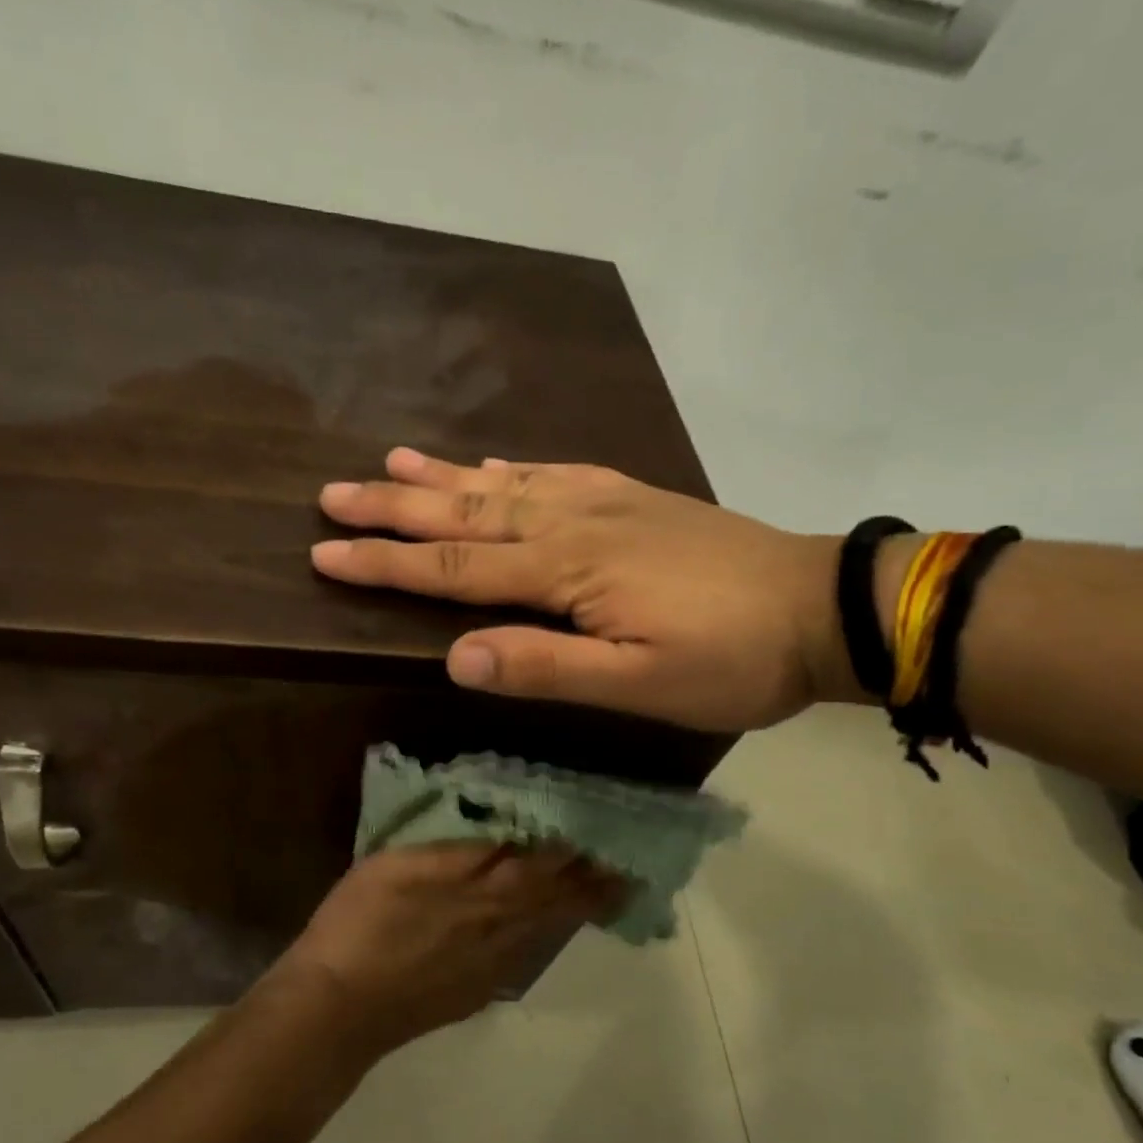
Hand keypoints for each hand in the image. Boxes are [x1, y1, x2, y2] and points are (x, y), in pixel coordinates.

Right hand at [274, 843, 622, 1054]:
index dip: (577, 846)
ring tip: (610, 896)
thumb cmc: (359, 924)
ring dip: (580, 909)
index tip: (608, 829)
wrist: (338, 1009)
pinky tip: (547, 932)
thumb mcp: (398, 864)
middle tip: (632, 869)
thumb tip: (505, 834)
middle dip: (596, 881)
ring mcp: (490, 964)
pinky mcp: (477, 990)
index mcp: (481, 890)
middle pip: (556, 898)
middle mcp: (498, 927)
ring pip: (546, 928)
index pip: (543, 861)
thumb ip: (455, 849)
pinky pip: (525, 955)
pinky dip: (546, 937)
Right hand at [311, 448, 849, 731]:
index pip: (453, 566)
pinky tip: (490, 462)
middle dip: (394, 505)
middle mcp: (572, 523)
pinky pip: (554, 472)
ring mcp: (604, 502)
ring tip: (390, 458)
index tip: (324, 553)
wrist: (819, 607)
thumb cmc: (730, 659)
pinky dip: (510, 467)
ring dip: (442, 474)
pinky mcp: (632, 498)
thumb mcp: (640, 684)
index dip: (386, 562)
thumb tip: (456, 658)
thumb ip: (548, 668)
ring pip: (503, 483)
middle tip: (333, 492)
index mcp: (565, 571)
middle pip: (466, 511)